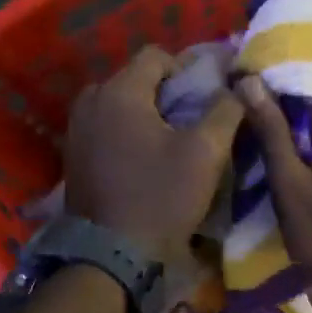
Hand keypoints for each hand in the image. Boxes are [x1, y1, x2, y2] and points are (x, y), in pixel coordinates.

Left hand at [64, 46, 244, 264]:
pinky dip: (124, 132)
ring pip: (117, 104)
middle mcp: (90, 101)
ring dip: (143, 113)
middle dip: (163, 92)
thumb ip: (226, 110)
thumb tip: (239, 84)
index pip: (156, 56)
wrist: (113, 256)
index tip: (205, 97)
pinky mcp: (72, 156)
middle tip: (189, 120)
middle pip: (134, 79)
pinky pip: (104, 128)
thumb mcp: (205, 153)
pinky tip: (142, 158)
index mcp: (119, 92)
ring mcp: (76, 129)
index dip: (186, 69)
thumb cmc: (161, 198)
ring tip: (168, 140)